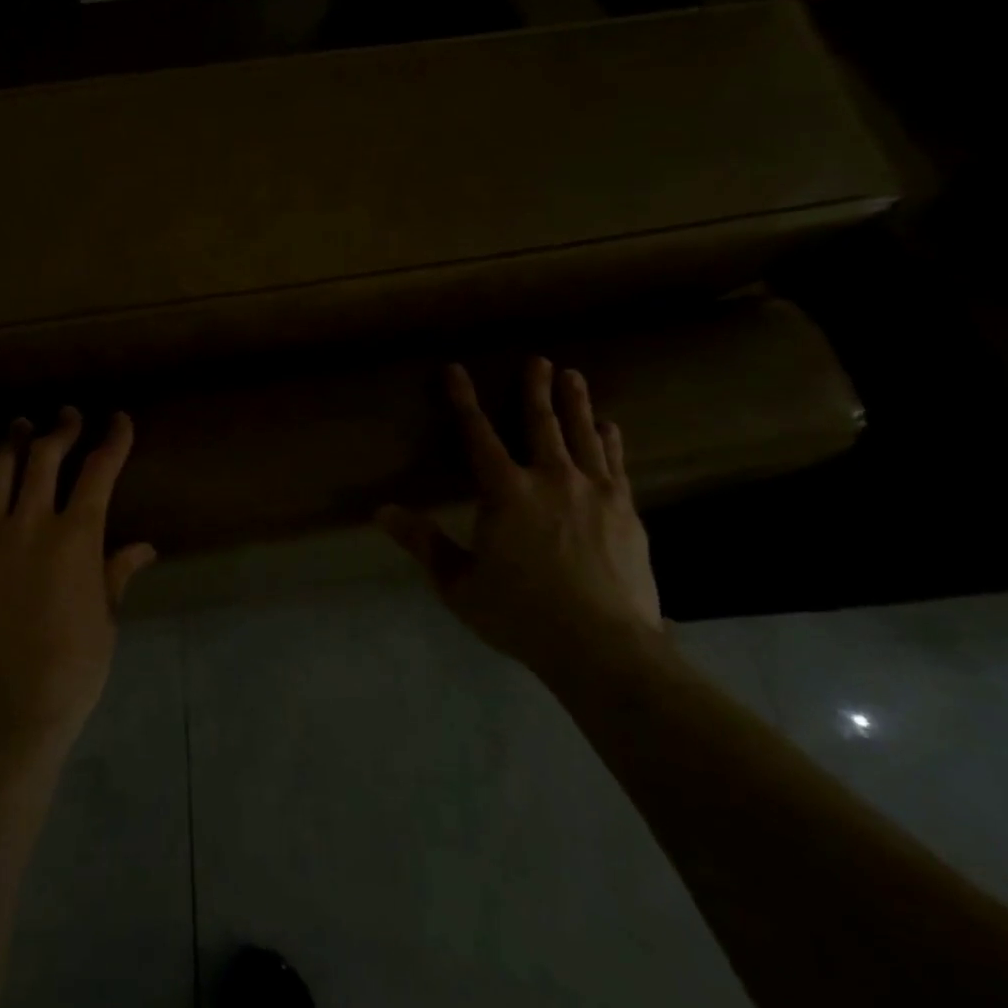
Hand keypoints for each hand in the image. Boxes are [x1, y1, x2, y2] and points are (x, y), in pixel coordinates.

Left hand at [0, 407, 155, 749]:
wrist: (0, 713)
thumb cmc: (68, 672)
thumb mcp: (104, 622)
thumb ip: (116, 575)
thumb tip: (143, 547)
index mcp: (75, 538)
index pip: (99, 471)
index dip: (112, 440)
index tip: (118, 419)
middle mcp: (29, 524)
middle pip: (44, 456)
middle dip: (60, 429)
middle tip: (66, 417)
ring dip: (11, 442)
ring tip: (18, 428)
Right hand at [378, 358, 661, 676]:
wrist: (604, 648)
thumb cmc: (521, 613)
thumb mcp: (458, 583)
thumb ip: (422, 542)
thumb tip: (381, 511)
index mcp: (505, 492)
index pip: (478, 434)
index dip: (464, 400)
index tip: (456, 369)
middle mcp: (550, 479)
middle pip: (541, 424)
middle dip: (535, 389)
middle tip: (539, 360)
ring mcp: (594, 493)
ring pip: (583, 436)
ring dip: (576, 404)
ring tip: (574, 376)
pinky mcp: (626, 513)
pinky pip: (616, 465)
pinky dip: (610, 442)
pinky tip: (610, 428)